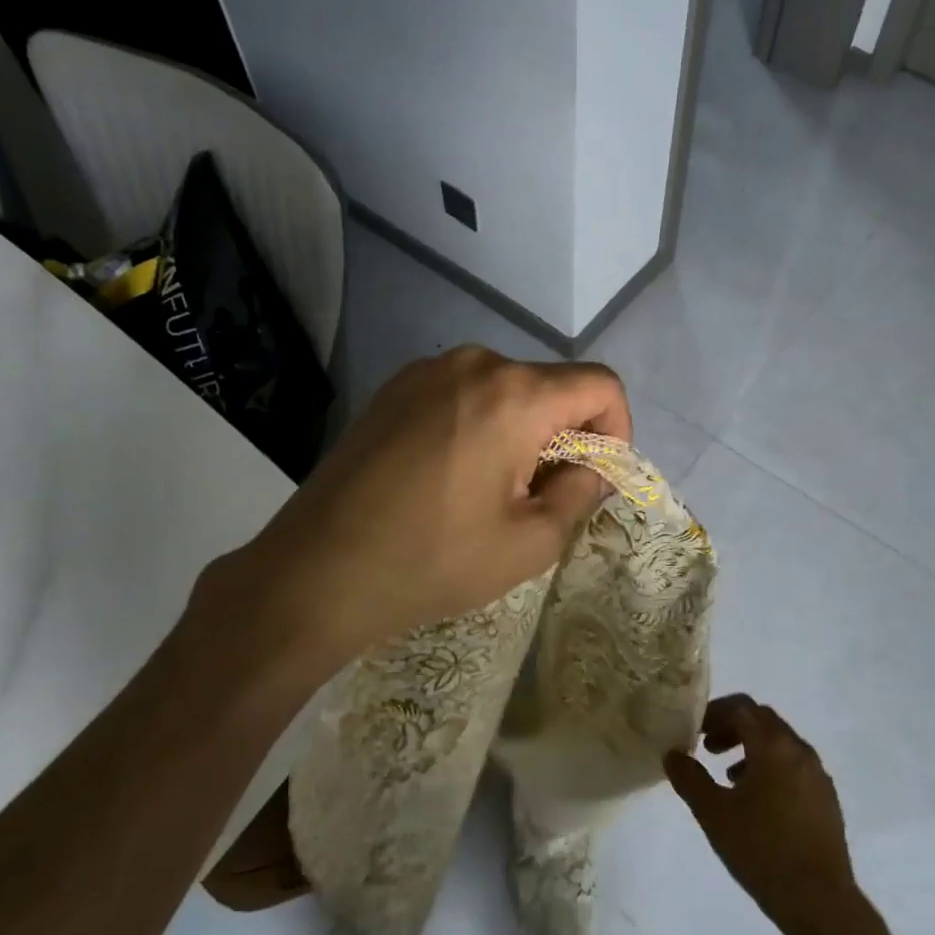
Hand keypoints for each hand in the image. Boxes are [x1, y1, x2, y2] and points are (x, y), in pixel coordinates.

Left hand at [198, 345, 630, 672]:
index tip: (594, 479)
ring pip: (505, 390)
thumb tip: (596, 466)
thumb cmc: (434, 560)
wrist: (317, 571)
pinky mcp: (393, 389)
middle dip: (564, 437)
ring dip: (520, 433)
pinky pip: (462, 395)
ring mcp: (425, 371)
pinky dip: (479, 426)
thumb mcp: (530, 542)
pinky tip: (449, 477)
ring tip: (489, 492)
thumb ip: (581, 492)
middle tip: (539, 499)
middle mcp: (473, 363)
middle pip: (550, 387)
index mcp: (514, 394)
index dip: (617, 430)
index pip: (599, 385)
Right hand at [666, 695, 857, 932]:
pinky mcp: (827, 798)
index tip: (695, 731)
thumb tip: (672, 754)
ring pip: (780, 743)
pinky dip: (771, 767)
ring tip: (728, 776)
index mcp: (773, 745)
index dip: (714, 713)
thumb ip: (689, 778)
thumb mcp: (713, 813)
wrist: (819, 900)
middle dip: (732, 727)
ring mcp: (817, 774)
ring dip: (751, 748)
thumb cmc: (761, 850)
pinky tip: (757, 801)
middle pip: (762, 720)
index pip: (741, 707)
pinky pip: (794, 766)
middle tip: (708, 748)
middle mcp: (799, 750)